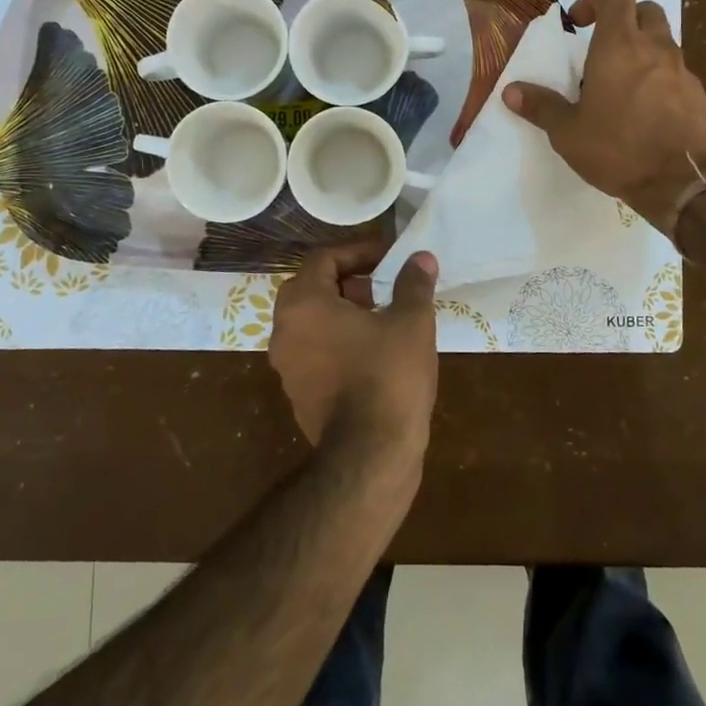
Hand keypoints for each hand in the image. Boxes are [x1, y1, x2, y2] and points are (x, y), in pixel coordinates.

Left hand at [269, 243, 440, 459]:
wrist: (370, 454)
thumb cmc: (389, 376)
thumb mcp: (411, 322)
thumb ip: (413, 283)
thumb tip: (420, 257)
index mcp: (304, 303)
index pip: (324, 258)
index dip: (359, 251)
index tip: (390, 257)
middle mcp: (284, 330)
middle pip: (313, 287)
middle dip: (350, 281)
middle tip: (384, 286)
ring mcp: (286, 364)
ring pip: (312, 321)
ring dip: (344, 311)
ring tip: (384, 318)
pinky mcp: (297, 392)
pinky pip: (314, 350)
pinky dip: (338, 340)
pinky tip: (374, 352)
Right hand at [504, 0, 705, 232]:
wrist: (683, 183)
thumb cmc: (618, 150)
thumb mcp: (568, 133)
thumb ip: (541, 107)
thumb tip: (511, 91)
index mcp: (619, 45)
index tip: (579, 24)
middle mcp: (654, 47)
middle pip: (644, 9)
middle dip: (622, 20)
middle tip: (600, 51)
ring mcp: (681, 69)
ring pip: (662, 41)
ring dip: (640, 51)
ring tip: (619, 87)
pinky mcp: (698, 93)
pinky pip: (675, 72)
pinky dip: (658, 78)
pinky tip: (644, 112)